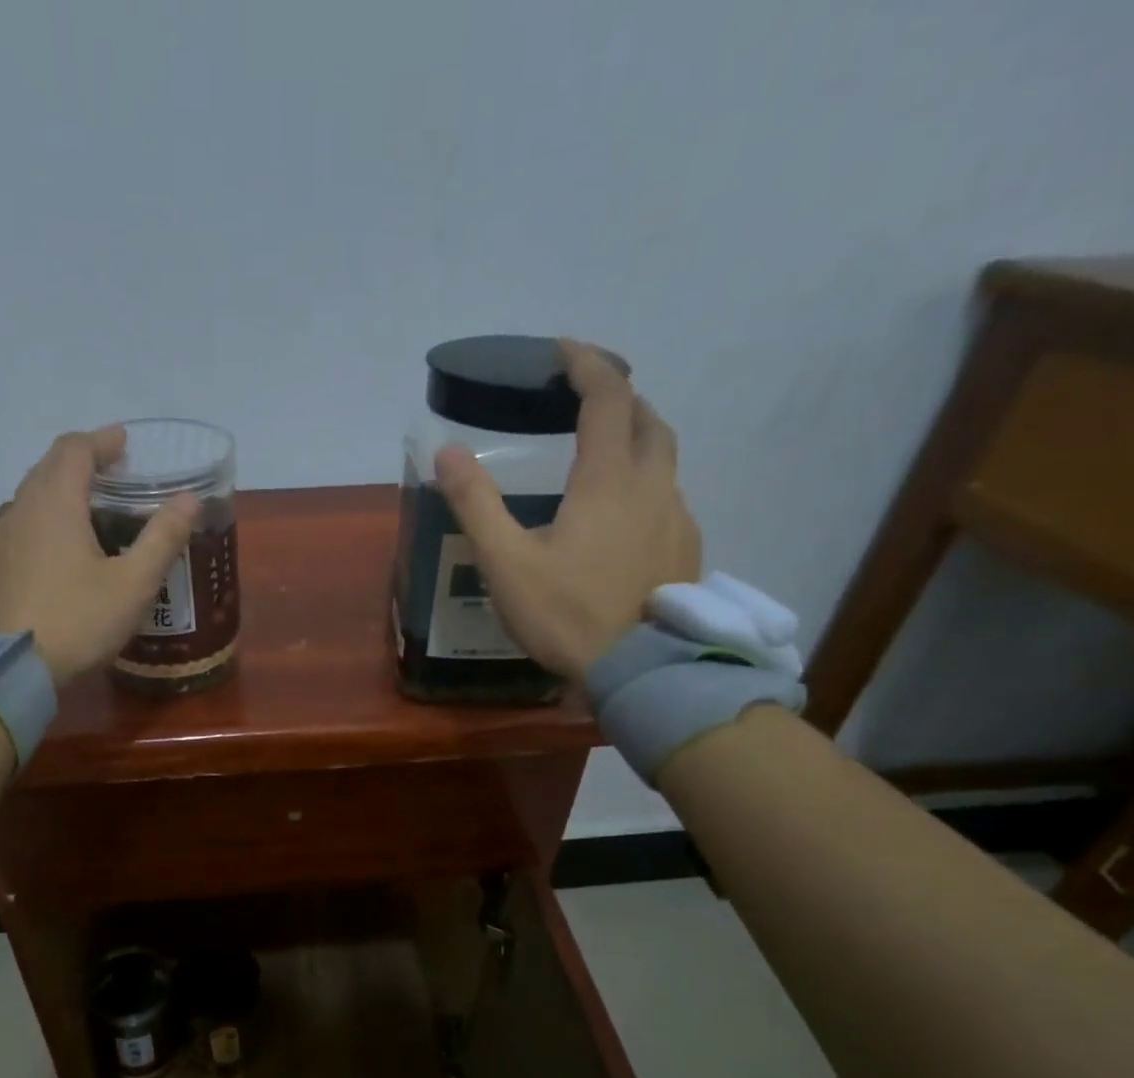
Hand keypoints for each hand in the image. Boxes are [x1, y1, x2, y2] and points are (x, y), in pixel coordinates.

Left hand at [0, 426, 198, 685]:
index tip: (125, 442)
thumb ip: (163, 538)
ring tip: (94, 510)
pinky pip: (23, 525)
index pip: (75, 449)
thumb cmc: (76, 621)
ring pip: (33, 497)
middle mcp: (20, 508)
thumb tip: (190, 499)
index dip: (102, 440)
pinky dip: (48, 520)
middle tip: (115, 474)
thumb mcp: (132, 584)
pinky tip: (64, 550)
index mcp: (55, 503)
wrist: (5, 667)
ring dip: (63, 492)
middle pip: (50, 468)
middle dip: (83, 462)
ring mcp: (0, 538)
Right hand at [433, 339, 700, 678]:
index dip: (587, 364)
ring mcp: (677, 518)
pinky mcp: (687, 550)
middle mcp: (653, 485)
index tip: (563, 350)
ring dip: (637, 440)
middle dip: (620, 398)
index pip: (608, 396)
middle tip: (588, 401)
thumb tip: (446, 451)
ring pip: (664, 459)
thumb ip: (476, 504)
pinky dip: (647, 485)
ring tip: (605, 455)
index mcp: (608, 479)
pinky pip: (669, 498)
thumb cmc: (566, 613)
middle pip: (648, 419)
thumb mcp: (505, 562)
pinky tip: (624, 517)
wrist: (638, 670)